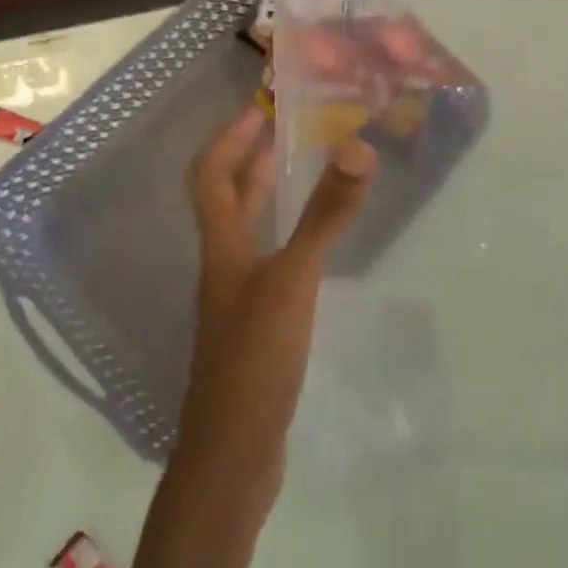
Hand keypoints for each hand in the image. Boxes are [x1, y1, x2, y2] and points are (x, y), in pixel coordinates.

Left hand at [176, 104, 377, 517]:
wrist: (231, 461)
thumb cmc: (254, 362)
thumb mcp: (294, 282)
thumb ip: (326, 216)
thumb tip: (357, 147)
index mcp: (222, 248)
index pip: (210, 176)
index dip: (229, 138)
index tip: (259, 106)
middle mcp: (224, 267)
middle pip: (227, 201)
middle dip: (250, 160)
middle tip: (283, 129)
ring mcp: (237, 301)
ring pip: (247, 232)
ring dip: (266, 197)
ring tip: (299, 173)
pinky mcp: (255, 329)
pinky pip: (267, 263)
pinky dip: (285, 238)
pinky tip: (313, 249)